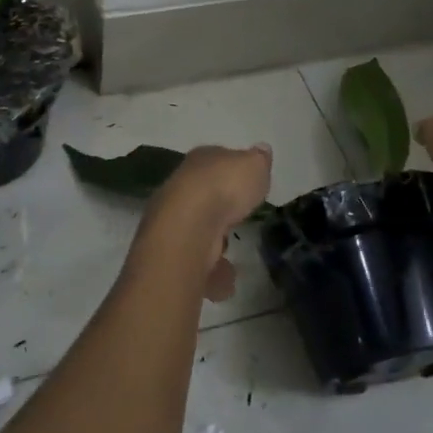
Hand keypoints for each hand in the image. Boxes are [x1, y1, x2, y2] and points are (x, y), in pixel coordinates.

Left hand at [131, 143, 272, 302]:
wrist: (187, 229)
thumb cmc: (224, 189)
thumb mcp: (254, 166)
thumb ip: (258, 161)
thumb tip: (261, 150)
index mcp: (201, 160)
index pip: (217, 160)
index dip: (232, 171)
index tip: (245, 185)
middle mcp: (182, 186)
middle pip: (204, 196)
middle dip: (219, 209)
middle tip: (237, 220)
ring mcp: (173, 220)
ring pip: (196, 230)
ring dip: (212, 244)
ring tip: (231, 256)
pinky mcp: (171, 252)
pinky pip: (196, 262)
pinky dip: (210, 272)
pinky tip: (225, 282)